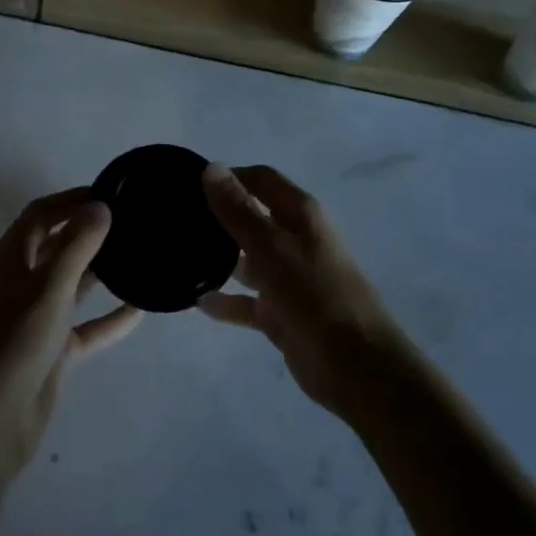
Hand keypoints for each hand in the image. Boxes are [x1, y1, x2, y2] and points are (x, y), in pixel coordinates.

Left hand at [0, 189, 140, 478]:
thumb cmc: (16, 341)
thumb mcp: (50, 287)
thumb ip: (78, 245)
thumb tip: (101, 205)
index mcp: (10, 257)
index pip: (42, 214)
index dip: (72, 199)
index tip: (112, 192)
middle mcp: (21, 280)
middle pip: (57, 244)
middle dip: (89, 230)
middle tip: (132, 220)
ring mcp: (37, 316)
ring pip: (73, 283)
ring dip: (101, 270)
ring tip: (139, 253)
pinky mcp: (53, 348)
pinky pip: (87, 325)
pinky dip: (110, 317)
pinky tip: (141, 309)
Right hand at [198, 164, 413, 417]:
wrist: (358, 367)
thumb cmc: (316, 294)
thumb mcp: (272, 248)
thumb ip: (239, 210)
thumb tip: (212, 167)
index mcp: (300, 215)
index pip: (261, 180)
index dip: (229, 176)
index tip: (189, 183)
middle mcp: (295, 240)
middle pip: (252, 217)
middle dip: (218, 216)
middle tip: (177, 219)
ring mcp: (288, 278)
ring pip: (247, 260)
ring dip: (219, 258)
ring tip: (179, 256)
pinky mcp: (282, 314)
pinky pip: (247, 302)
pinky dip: (226, 301)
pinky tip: (197, 302)